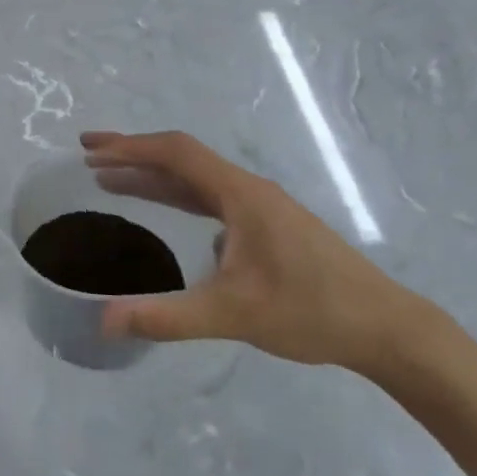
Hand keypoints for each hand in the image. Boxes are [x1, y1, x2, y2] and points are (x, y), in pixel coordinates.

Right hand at [81, 130, 426, 372]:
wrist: (387, 328)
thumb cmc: (311, 311)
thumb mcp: (232, 315)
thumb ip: (167, 317)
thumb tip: (104, 322)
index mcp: (240, 195)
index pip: (175, 153)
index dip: (129, 147)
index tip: (90, 149)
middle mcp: (249, 191)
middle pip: (182, 160)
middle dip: (134, 157)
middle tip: (89, 161)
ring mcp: (261, 209)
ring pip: (197, 182)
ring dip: (154, 178)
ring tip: (112, 183)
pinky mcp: (269, 228)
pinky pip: (211, 201)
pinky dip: (178, 198)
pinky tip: (171, 220)